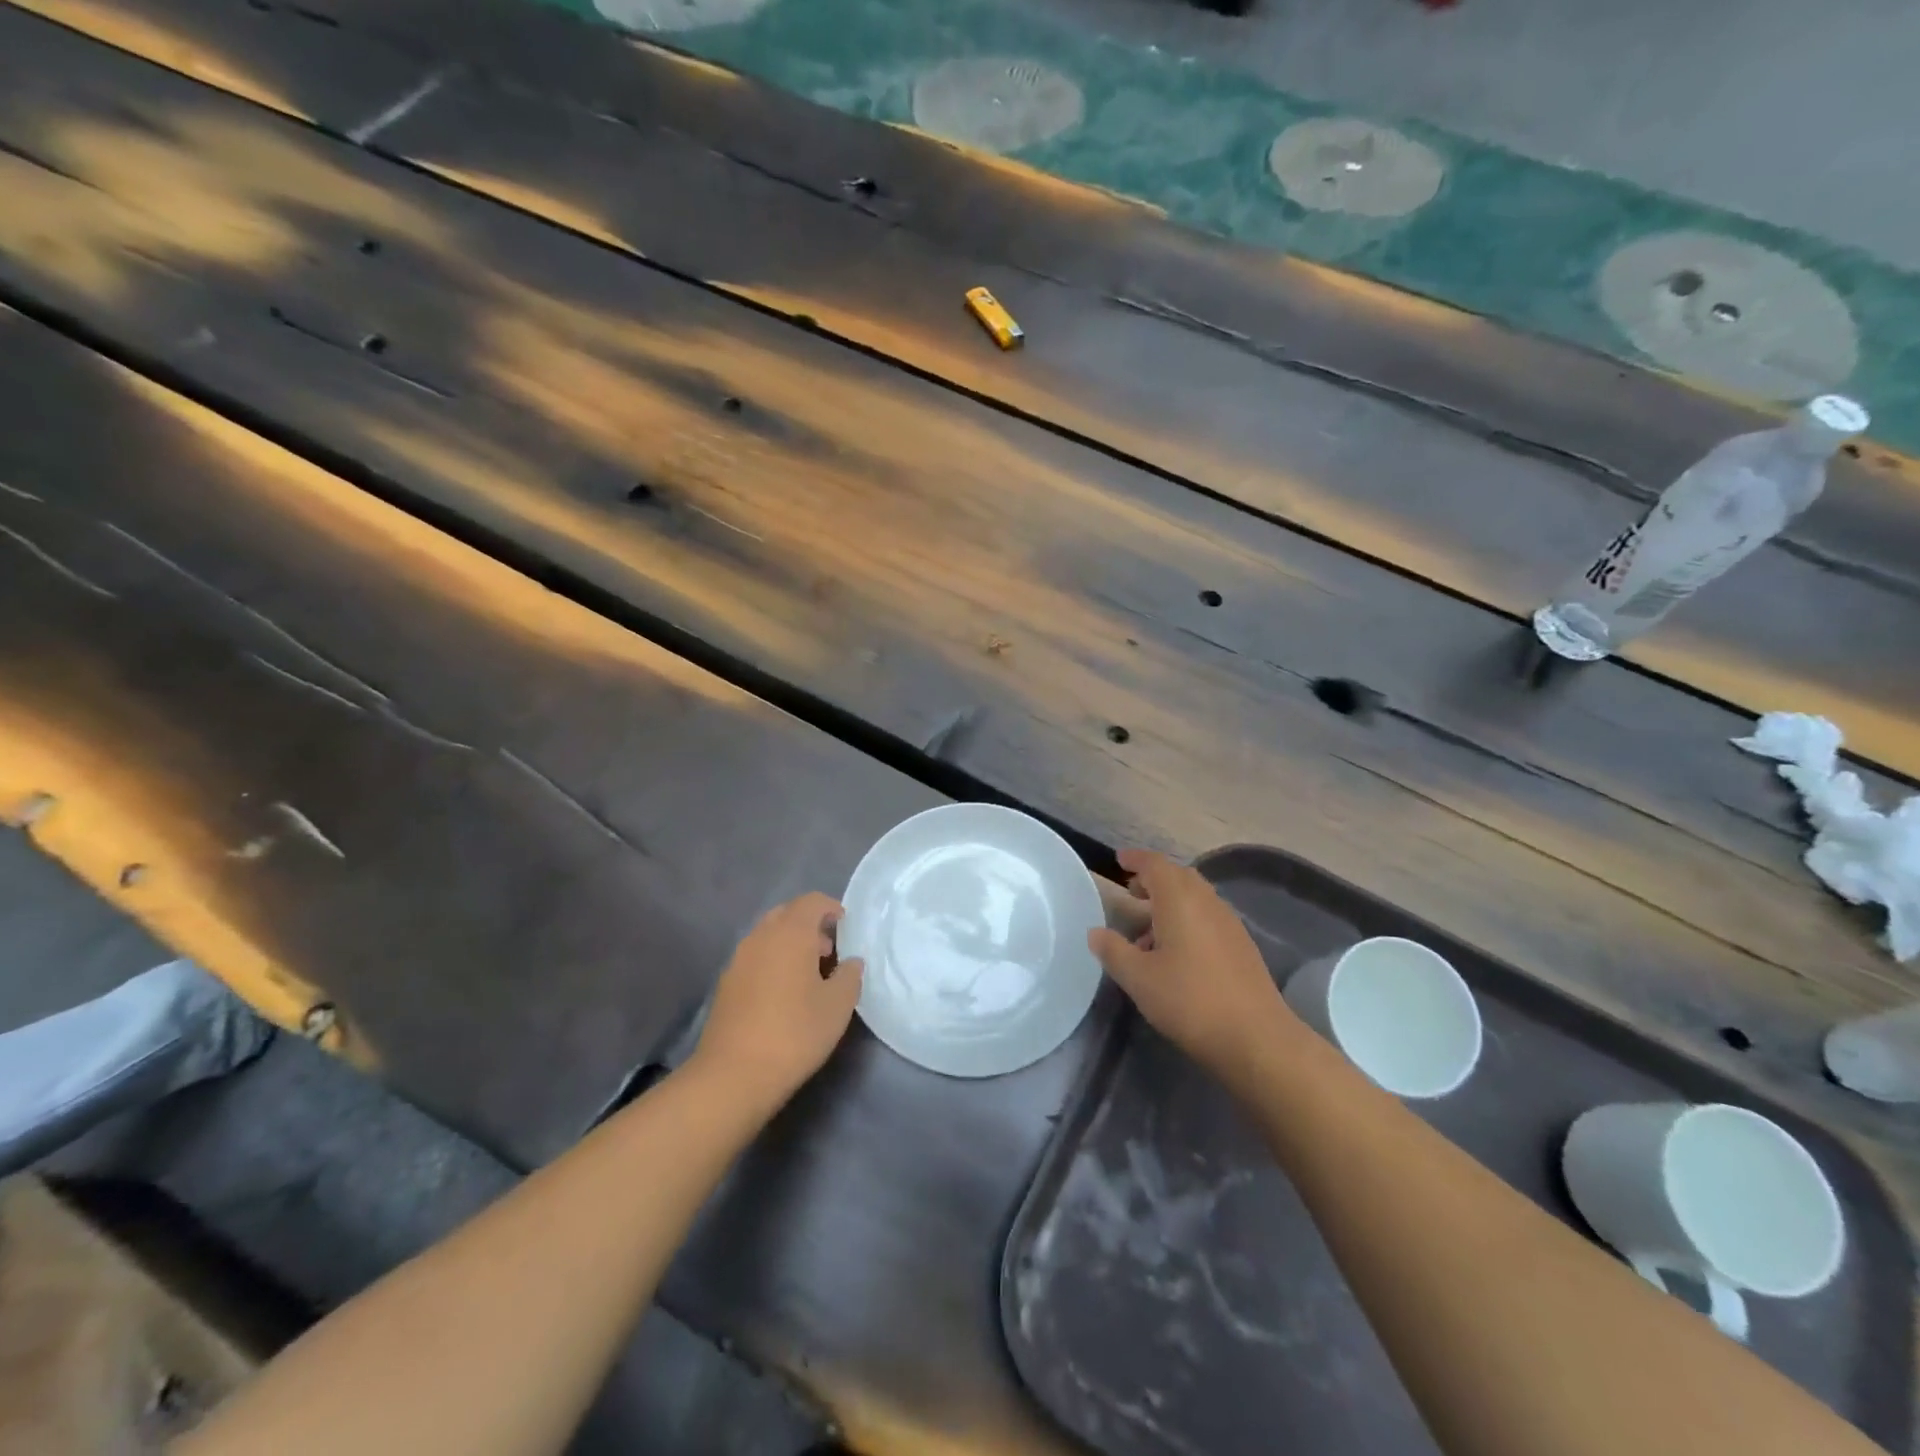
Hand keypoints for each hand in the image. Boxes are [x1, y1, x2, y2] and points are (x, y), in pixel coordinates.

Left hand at [691, 892, 863, 1110]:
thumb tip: (851, 962)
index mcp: (790, 933)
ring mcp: (739, 959)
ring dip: (790, 944)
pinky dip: (773, 961)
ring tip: (809, 975)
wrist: (733, 1074)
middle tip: (830, 951)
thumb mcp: (838, 1006)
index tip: (847, 928)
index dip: (831, 908)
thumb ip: (850, 976)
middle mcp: (761, 936)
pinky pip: (755, 957)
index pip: (811, 901)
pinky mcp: (726, 983)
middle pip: (787, 914)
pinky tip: (784, 994)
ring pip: (769, 935)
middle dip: (810, 925)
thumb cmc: (794, 1032)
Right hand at [1088, 849, 1295, 1074]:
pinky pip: (1208, 917)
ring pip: (1195, 898)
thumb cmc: (1189, 1000)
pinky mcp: (1242, 946)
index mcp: (1180, 900)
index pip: (1155, 865)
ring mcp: (1229, 924)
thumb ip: (1113, 951)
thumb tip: (1096, 932)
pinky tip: (1175, 953)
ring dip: (1170, 902)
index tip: (1119, 860)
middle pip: (1179, 876)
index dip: (1136, 859)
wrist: (1256, 1038)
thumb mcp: (1139, 979)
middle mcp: (1207, 902)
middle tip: (1131, 891)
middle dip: (1154, 878)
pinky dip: (1187, 920)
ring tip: (1146, 931)